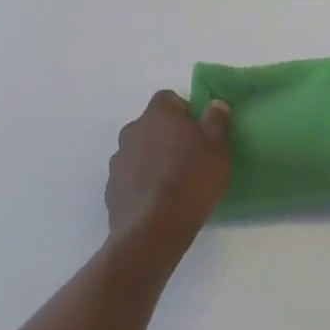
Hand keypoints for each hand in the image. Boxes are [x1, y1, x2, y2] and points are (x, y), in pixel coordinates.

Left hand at [106, 91, 231, 259]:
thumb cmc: (191, 181)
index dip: (185, 113)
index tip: (198, 133)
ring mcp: (118, 159)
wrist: (153, 230)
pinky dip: (141, 182)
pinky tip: (156, 202)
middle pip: (152, 125)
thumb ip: (216, 121)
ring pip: (139, 150)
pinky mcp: (111, 187)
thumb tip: (215, 103)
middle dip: (167, 137)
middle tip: (188, 159)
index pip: (169, 99)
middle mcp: (132, 129)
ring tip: (172, 184)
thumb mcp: (218, 149)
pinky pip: (130, 176)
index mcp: (158, 114)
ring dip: (152, 159)